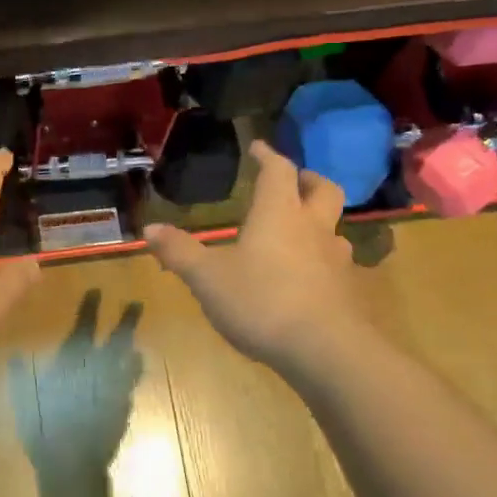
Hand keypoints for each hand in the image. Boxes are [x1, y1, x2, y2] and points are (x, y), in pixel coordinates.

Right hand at [145, 140, 368, 373]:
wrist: (324, 349)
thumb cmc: (261, 300)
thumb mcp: (207, 277)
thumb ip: (179, 252)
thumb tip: (150, 229)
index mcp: (278, 213)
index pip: (278, 171)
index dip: (268, 156)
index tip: (258, 147)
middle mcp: (312, 228)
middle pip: (323, 189)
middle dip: (308, 180)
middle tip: (293, 181)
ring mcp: (335, 259)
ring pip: (334, 228)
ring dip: (318, 222)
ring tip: (299, 232)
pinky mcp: (347, 290)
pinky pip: (336, 263)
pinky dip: (322, 260)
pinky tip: (307, 278)